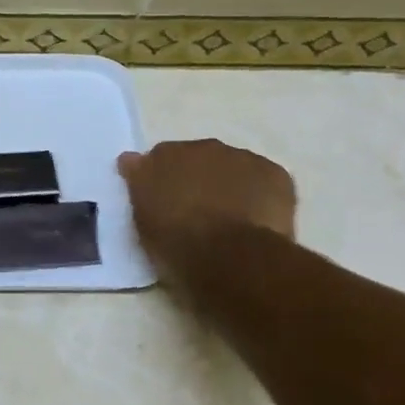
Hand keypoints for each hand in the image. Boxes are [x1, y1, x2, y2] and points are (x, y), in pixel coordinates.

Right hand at [118, 139, 296, 284]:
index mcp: (163, 156)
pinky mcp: (274, 173)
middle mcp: (200, 147)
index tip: (165, 203)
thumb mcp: (142, 219)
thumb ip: (139, 184)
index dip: (162, 180)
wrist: (227, 257)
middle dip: (197, 178)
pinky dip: (261, 194)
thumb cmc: (175, 244)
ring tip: (231, 220)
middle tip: (198, 212)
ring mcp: (240, 158)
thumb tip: (130, 160)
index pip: (158, 159)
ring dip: (229, 184)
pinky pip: (264, 179)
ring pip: (232, 167)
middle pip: (197, 158)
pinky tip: (258, 220)